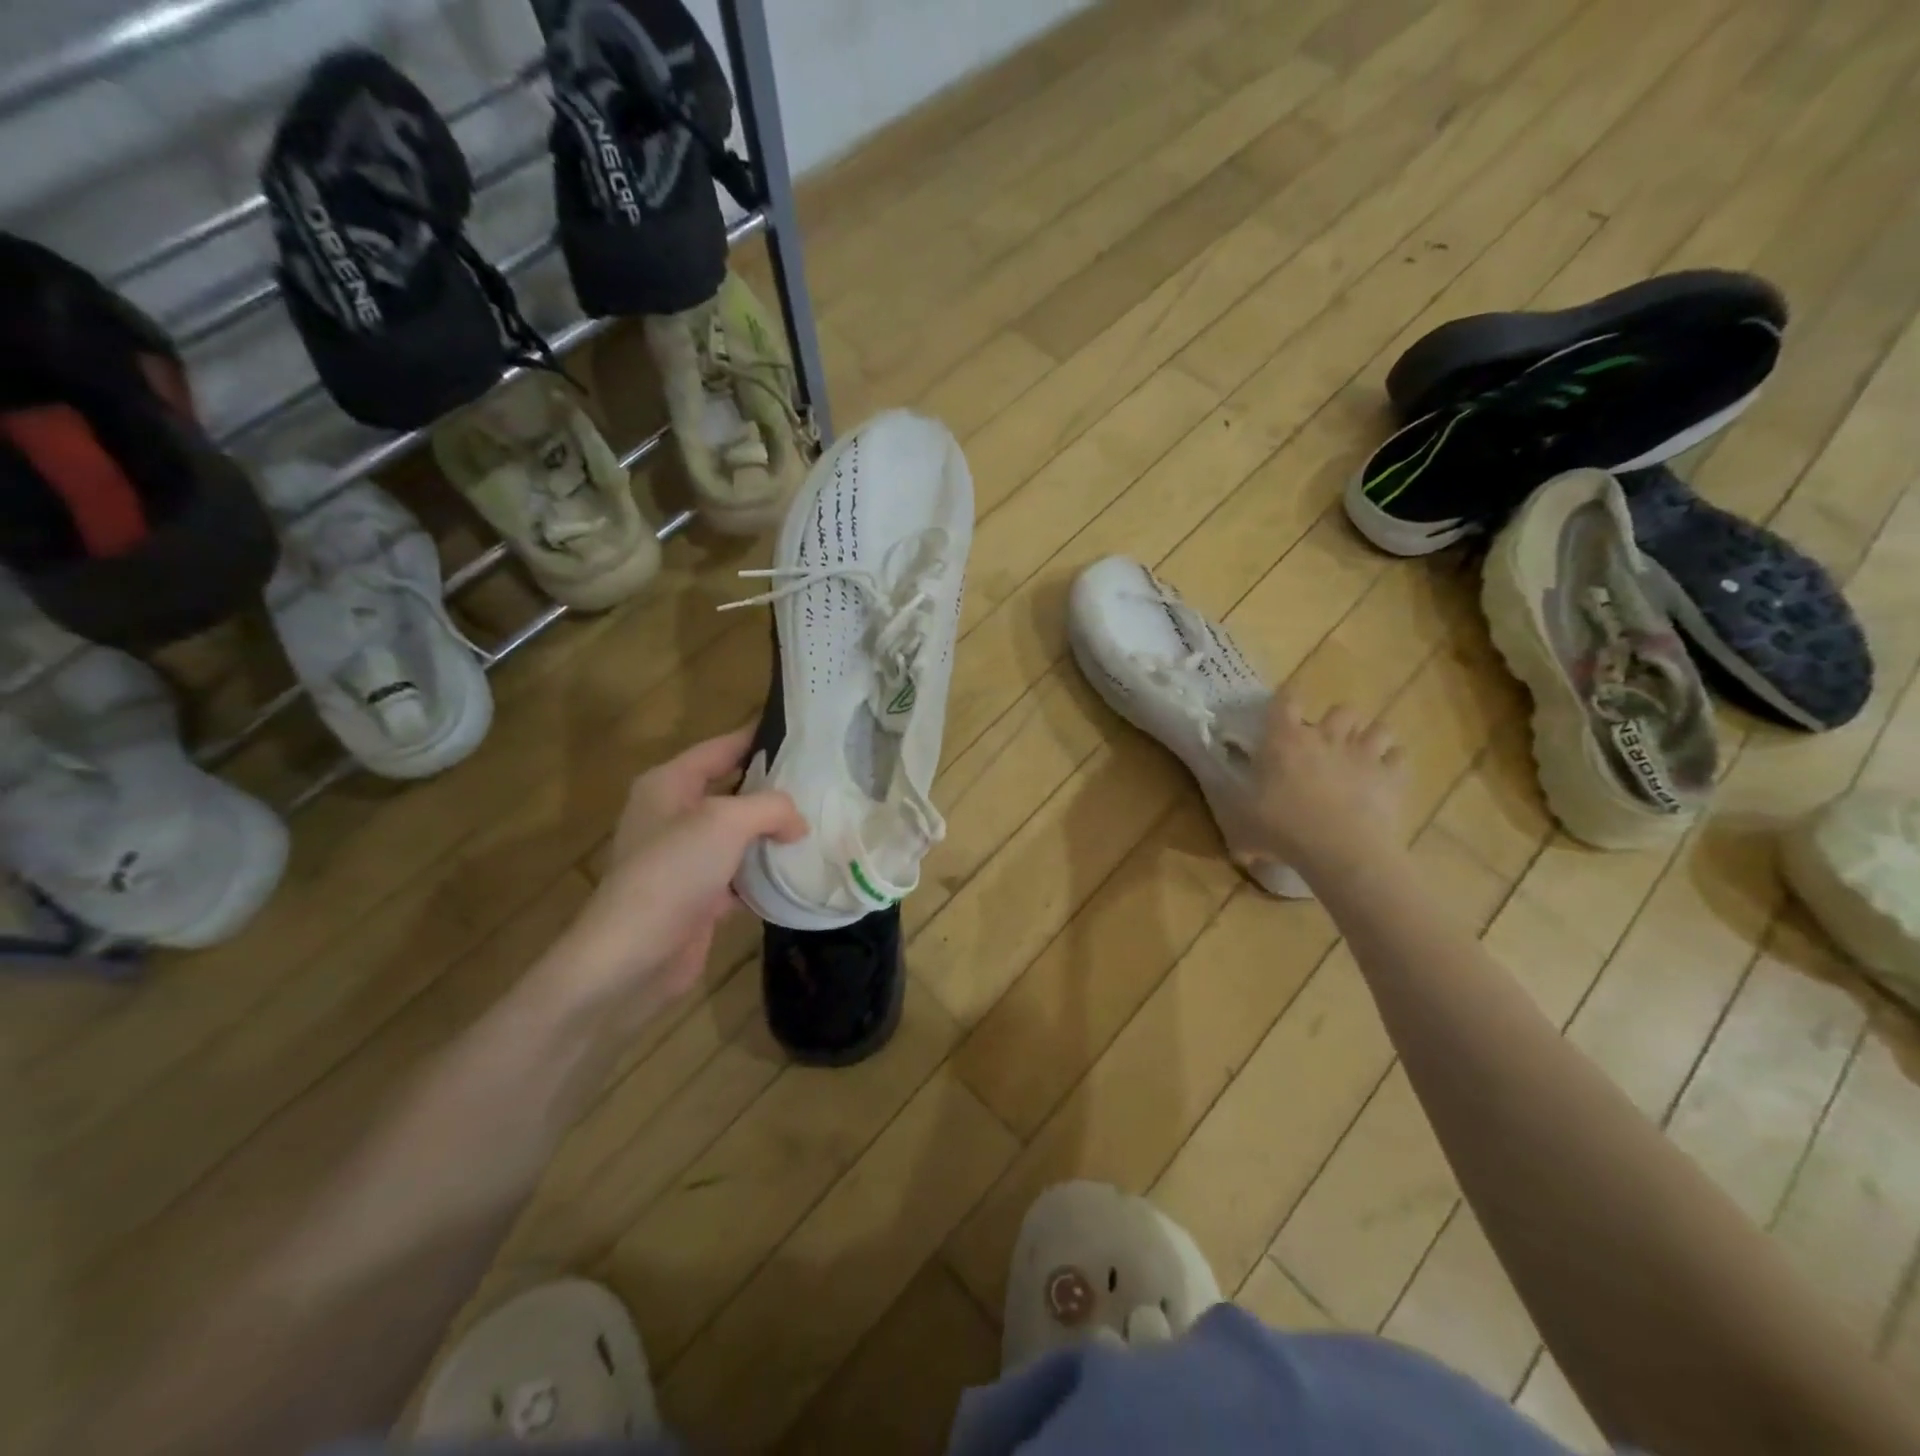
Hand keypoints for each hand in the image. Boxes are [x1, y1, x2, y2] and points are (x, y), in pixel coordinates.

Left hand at [536, 727, 805, 1025]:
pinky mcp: (699, 894)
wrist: (634, 955)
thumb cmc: (673, 871)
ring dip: (774, 832)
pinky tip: (800, 868)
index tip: (803, 732)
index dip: (758, 736)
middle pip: (733, 789)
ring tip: (822, 820)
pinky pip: (741, 872)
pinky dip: (767, 871)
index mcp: (669, 784)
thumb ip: (771, 807)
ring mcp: (686, 857)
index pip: (721, 748)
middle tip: (823, 781)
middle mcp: (674, 814)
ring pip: (740, 833)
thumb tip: (797, 823)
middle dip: (774, 787)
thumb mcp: (726, 822)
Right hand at [1248, 690, 1405, 880]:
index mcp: (1284, 741)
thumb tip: (1231, 840)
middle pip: (1341, 709)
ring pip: (1379, 727)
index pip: (1285, 701)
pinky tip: (1386, 775)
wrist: (1339, 850)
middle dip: (1337, 721)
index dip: (1286, 698)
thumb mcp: (1240, 823)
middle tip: (1327, 741)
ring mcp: (1363, 755)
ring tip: (1363, 753)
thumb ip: (1235, 819)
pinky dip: (1394, 762)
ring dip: (1371, 737)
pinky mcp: (1391, 777)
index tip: (1285, 703)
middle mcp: (1325, 738)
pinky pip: (1400, 757)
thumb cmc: (1282, 828)